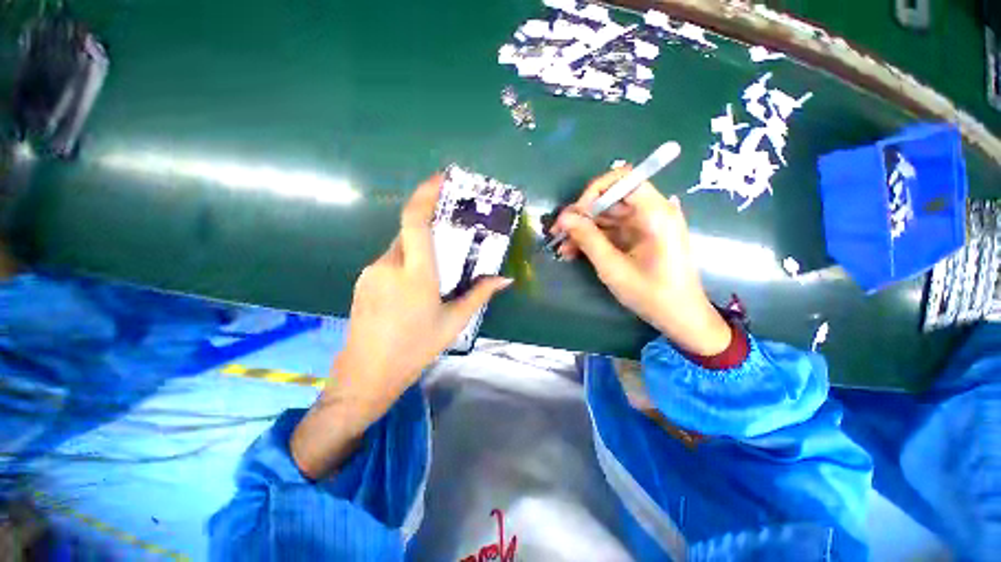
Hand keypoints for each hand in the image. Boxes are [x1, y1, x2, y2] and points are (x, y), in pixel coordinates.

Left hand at [291, 174, 510, 478]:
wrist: (367, 373)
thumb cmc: (415, 348)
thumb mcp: (453, 322)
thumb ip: (479, 295)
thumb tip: (504, 279)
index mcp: (416, 274)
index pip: (415, 221)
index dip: (425, 194)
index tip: (440, 178)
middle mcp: (389, 265)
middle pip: (409, 233)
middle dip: (428, 230)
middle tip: (447, 241)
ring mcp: (371, 272)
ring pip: (399, 248)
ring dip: (417, 251)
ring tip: (431, 277)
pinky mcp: (363, 280)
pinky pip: (388, 261)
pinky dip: (404, 264)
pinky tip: (411, 289)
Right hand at [550, 167, 730, 356]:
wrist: (679, 317)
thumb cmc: (651, 294)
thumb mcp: (613, 267)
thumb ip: (588, 238)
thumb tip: (564, 217)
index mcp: (655, 213)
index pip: (623, 179)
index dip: (595, 191)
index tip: (576, 214)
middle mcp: (652, 212)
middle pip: (611, 199)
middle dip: (582, 215)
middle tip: (557, 232)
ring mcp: (645, 225)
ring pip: (607, 216)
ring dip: (583, 230)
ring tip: (561, 247)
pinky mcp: (639, 237)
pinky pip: (612, 230)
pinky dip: (593, 239)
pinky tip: (573, 252)